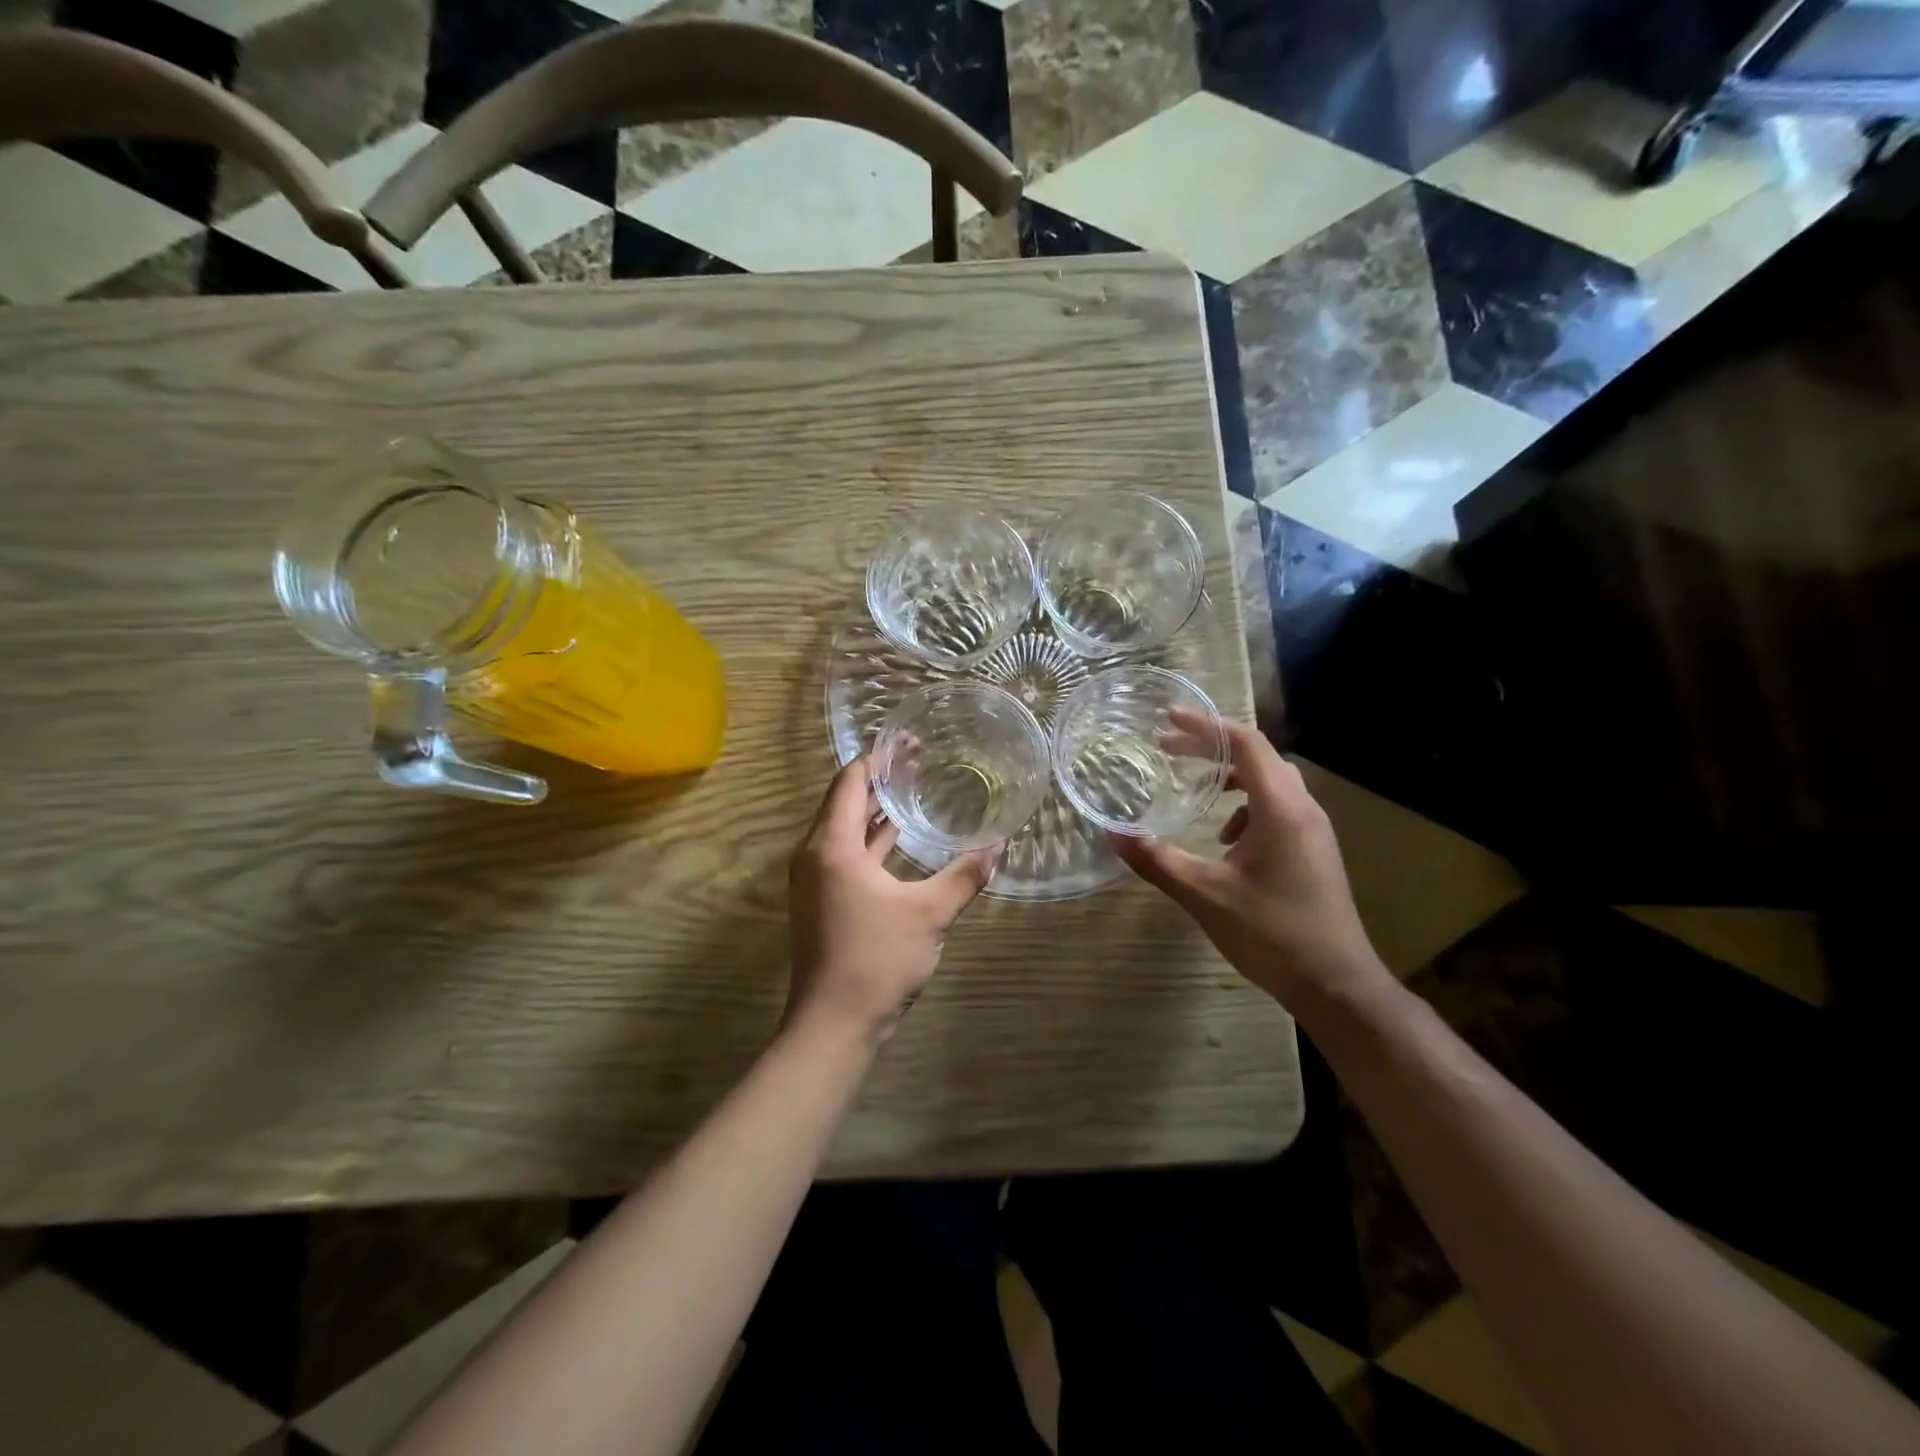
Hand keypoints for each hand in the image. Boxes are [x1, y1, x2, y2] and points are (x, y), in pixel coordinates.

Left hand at [786, 758, 998, 1044]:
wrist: (833, 1025)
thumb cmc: (877, 959)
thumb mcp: (930, 913)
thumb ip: (965, 875)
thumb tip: (1000, 845)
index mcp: (832, 846)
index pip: (850, 782)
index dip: (879, 758)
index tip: (909, 741)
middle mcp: (815, 855)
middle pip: (844, 801)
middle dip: (879, 779)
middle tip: (918, 760)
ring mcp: (815, 880)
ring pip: (844, 829)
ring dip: (874, 809)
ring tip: (913, 789)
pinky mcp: (822, 901)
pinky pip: (846, 854)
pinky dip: (870, 839)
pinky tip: (899, 838)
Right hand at [1110, 715, 1384, 1011]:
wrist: (1337, 985)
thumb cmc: (1272, 933)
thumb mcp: (1204, 895)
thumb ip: (1157, 860)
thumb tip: (1113, 833)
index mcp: (1281, 808)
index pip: (1245, 743)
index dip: (1205, 726)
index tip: (1167, 720)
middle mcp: (1303, 808)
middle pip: (1258, 756)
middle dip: (1211, 748)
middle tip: (1167, 750)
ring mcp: (1313, 830)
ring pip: (1271, 782)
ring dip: (1231, 777)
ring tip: (1195, 791)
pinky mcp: (1314, 851)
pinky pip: (1278, 808)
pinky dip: (1246, 807)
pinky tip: (1226, 841)